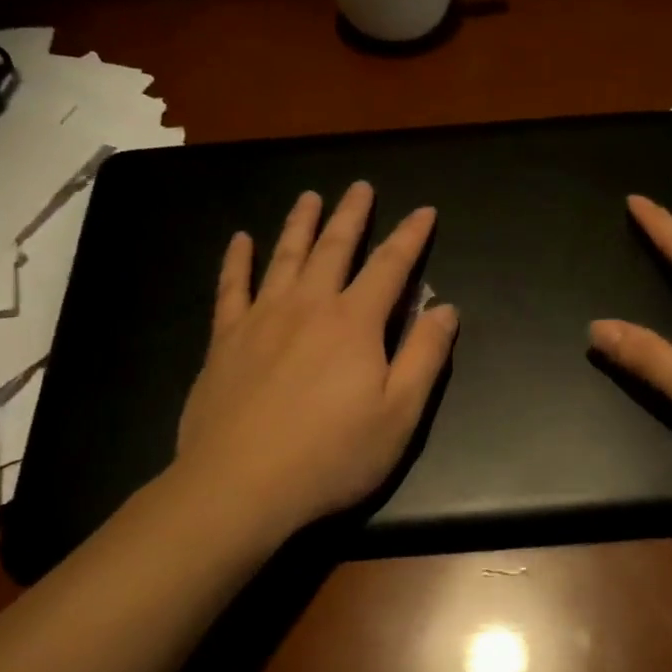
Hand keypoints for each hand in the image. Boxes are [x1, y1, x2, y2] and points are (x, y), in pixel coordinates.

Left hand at [169, 182, 457, 543]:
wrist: (240, 485)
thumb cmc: (331, 455)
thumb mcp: (399, 414)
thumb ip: (425, 356)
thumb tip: (446, 309)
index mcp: (355, 323)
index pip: (390, 266)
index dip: (410, 236)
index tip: (424, 211)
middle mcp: (309, 306)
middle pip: (334, 248)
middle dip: (351, 215)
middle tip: (360, 186)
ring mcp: (262, 319)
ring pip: (284, 256)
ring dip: (300, 223)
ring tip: (309, 197)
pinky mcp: (226, 339)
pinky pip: (231, 287)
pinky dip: (237, 261)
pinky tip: (240, 240)